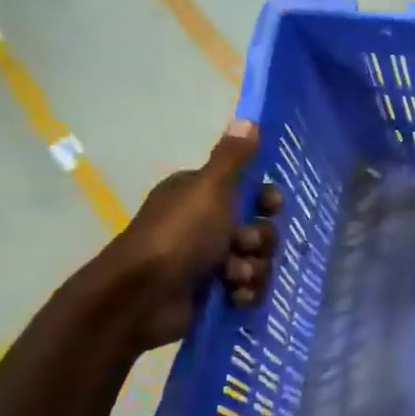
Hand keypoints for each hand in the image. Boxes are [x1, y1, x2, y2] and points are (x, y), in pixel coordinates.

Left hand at [92, 120, 284, 351]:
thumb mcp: (210, 189)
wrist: (143, 296)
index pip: (249, 190)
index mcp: (200, 195)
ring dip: (253, 269)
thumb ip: (233, 158)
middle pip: (259, 228)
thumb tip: (249, 118)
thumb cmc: (179, 236)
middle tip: (244, 246)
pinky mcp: (212, 292)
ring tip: (235, 277)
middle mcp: (205, 224)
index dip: (266, 200)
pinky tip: (235, 296)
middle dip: (260, 240)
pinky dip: (245, 292)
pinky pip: (248, 289)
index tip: (272, 207)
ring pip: (257, 260)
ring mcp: (208, 260)